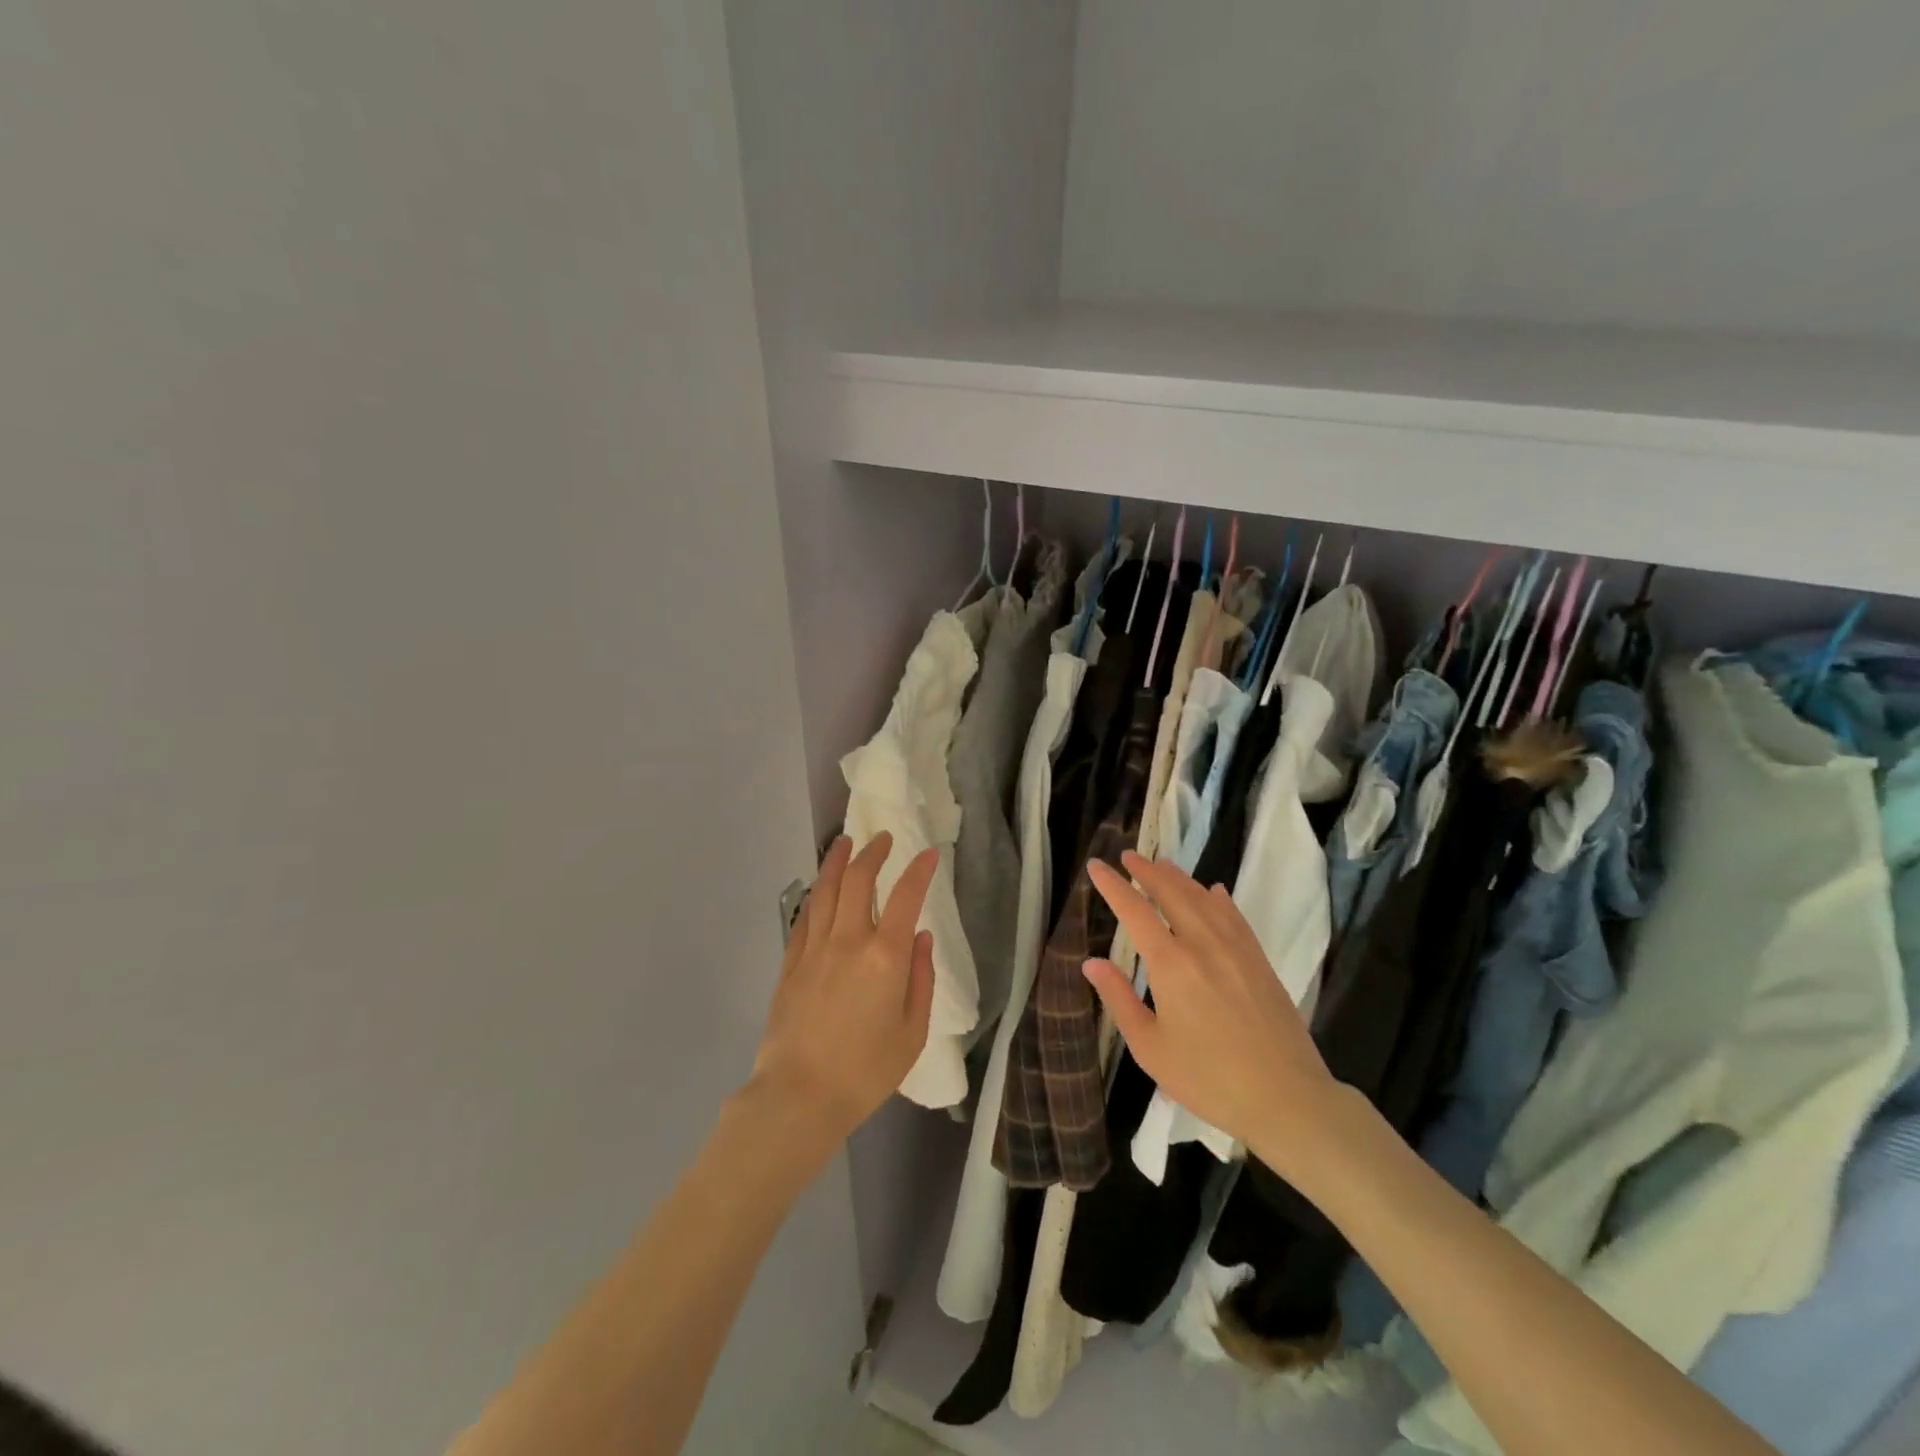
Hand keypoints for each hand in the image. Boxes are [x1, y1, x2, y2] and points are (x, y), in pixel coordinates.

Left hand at [749, 832, 937, 1142]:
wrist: (798, 1096)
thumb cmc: (865, 1072)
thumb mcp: (912, 1033)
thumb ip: (921, 980)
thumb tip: (922, 938)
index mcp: (885, 958)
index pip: (906, 897)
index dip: (919, 870)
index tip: (929, 853)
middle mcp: (848, 941)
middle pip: (858, 881)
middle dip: (873, 853)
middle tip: (883, 839)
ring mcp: (814, 949)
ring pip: (825, 890)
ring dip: (837, 861)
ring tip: (845, 842)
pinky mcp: (790, 963)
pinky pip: (804, 916)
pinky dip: (816, 894)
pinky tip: (820, 887)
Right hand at [1084, 852, 1340, 1177]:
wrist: (1286, 1098)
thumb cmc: (1208, 1078)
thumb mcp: (1150, 1047)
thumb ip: (1119, 999)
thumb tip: (1092, 962)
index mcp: (1171, 964)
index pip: (1134, 911)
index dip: (1113, 886)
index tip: (1096, 867)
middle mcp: (1202, 944)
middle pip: (1171, 893)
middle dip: (1147, 871)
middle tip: (1128, 856)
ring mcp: (1236, 949)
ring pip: (1203, 899)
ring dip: (1179, 878)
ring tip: (1162, 865)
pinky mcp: (1259, 960)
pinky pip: (1234, 916)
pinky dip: (1218, 898)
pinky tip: (1213, 892)